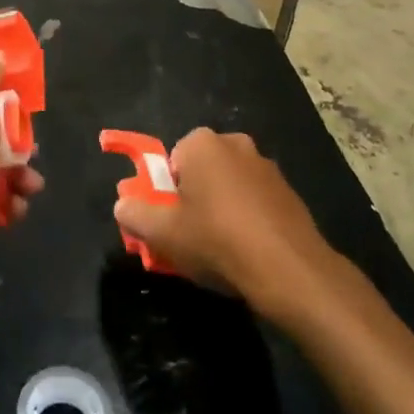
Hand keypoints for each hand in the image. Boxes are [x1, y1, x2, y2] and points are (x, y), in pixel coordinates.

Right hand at [113, 129, 334, 315]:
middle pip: (202, 171)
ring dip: (222, 209)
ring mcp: (267, 167)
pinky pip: (256, 202)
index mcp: (202, 143)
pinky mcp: (290, 193)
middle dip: (194, 198)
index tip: (170, 221)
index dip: (167, 191)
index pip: (172, 159)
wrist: (291, 270)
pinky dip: (248, 219)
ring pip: (230, 186)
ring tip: (220, 249)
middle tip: (191, 235)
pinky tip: (248, 252)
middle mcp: (236, 144)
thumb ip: (135, 214)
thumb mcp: (164, 233)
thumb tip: (122, 204)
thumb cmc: (218, 240)